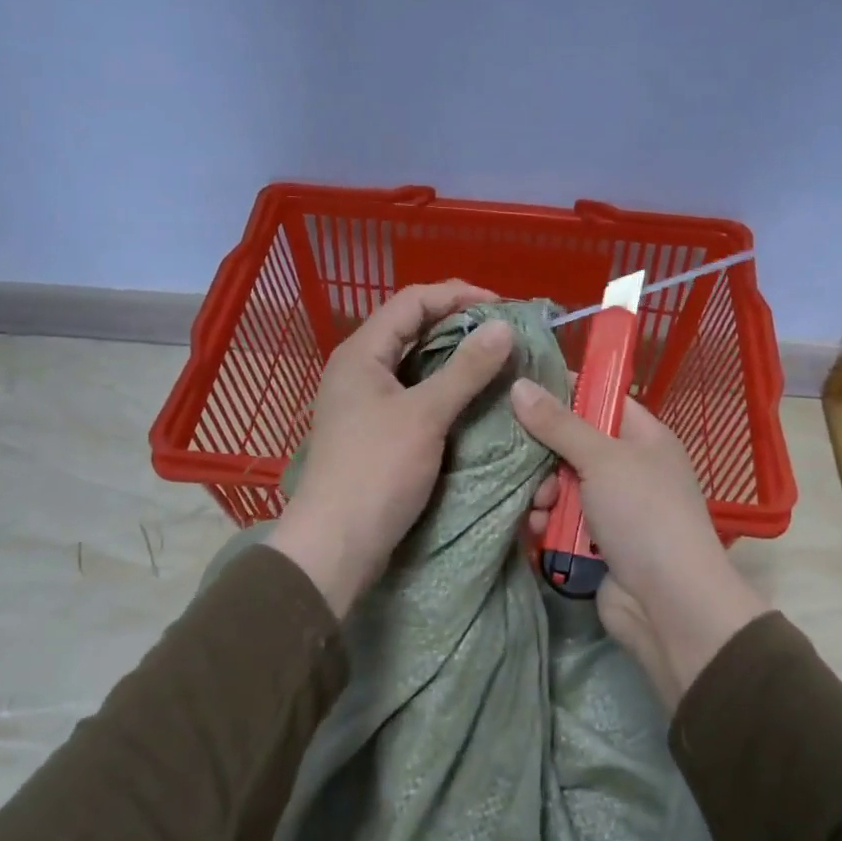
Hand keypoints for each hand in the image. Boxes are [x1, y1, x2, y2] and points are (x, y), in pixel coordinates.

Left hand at [266, 282, 516, 615]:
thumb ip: (465, 369)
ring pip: (416, 364)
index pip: (413, 301)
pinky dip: (445, 389)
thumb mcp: (425, 415)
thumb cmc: (376, 471)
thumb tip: (503, 326)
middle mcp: (360, 369)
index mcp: (362, 353)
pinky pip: (415, 394)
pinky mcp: (375, 430)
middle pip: (413, 329)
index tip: (503, 307)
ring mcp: (366, 401)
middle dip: (460, 326)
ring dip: (455, 359)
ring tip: (497, 363)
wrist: (336, 545)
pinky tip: (474, 399)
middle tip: (505, 335)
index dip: (458, 296)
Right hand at [513, 381, 767, 706]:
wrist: (669, 603)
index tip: (522, 388)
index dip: (566, 391)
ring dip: (543, 494)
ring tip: (538, 506)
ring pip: (563, 485)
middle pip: (574, 445)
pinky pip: (562, 521)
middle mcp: (630, 468)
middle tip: (524, 460)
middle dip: (545, 455)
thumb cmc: (643, 514)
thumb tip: (520, 385)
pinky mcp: (596, 542)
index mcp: (644, 438)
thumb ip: (559, 424)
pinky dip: (547, 524)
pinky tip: (536, 531)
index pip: (602, 399)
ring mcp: (614, 508)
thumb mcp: (602, 459)